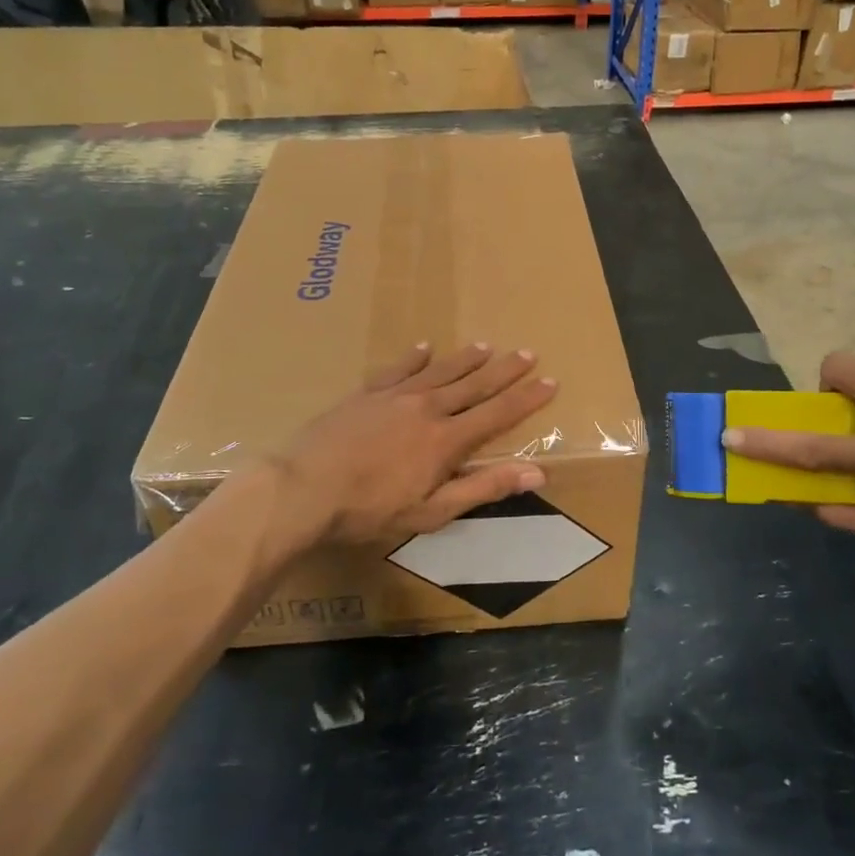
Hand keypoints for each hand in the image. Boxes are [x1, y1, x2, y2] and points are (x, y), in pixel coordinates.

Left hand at [268, 343, 558, 551]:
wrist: (304, 488)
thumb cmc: (371, 509)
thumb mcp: (434, 510)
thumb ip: (484, 486)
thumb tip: (538, 472)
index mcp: (447, 439)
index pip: (498, 413)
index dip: (527, 398)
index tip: (550, 381)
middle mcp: (427, 408)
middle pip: (474, 384)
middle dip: (504, 370)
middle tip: (527, 352)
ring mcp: (394, 397)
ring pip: (440, 371)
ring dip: (466, 359)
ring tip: (486, 345)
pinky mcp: (365, 394)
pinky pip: (396, 369)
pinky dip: (414, 358)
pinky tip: (424, 348)